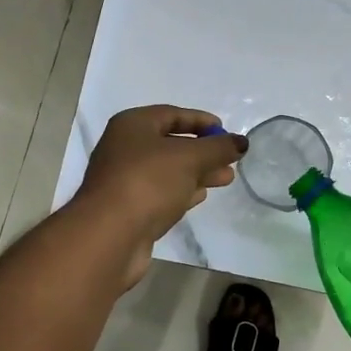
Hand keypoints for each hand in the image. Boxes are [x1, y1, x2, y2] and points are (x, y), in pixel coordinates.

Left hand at [73, 106, 247, 287]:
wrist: (109, 235)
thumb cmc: (148, 182)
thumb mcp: (189, 158)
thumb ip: (218, 148)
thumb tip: (241, 142)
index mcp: (132, 125)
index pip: (172, 114)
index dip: (200, 121)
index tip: (225, 130)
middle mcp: (124, 148)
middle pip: (170, 143)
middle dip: (203, 151)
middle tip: (231, 159)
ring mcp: (124, 180)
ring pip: (167, 171)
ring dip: (197, 173)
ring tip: (226, 178)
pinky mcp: (129, 209)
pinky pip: (160, 193)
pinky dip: (182, 192)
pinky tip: (200, 197)